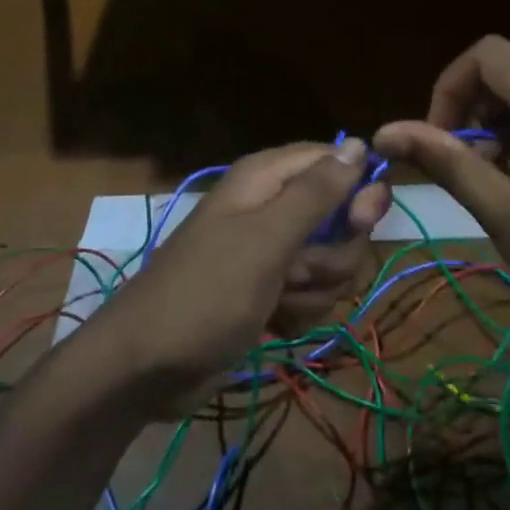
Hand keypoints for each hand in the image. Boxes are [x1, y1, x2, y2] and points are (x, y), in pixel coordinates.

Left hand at [96, 139, 388, 408]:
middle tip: (299, 271)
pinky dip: (298, 313)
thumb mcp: (266, 239)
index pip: (335, 161)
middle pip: (341, 217)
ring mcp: (272, 252)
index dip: (356, 189)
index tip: (361, 221)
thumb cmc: (207, 292)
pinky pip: (313, 294)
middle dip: (332, 254)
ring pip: (331, 262)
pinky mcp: (272, 291)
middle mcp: (272, 207)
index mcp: (266, 178)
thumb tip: (361, 143)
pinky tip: (272, 323)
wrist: (149, 365)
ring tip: (275, 301)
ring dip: (313, 290)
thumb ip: (316, 192)